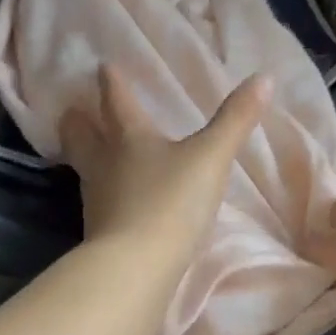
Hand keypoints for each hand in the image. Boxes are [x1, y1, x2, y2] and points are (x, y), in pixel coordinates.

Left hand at [60, 66, 270, 269]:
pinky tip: (115, 202)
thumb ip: (236, 120)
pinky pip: (99, 203)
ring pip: (86, 170)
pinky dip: (103, 194)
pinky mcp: (99, 233)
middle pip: (82, 137)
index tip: (103, 67)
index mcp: (129, 139)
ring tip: (95, 154)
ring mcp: (98, 201)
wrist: (136, 267)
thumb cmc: (171, 202)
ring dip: (87, 157)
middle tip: (71, 111)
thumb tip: (264, 78)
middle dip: (78, 122)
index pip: (117, 102)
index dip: (112, 83)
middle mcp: (105, 165)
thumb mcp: (211, 158)